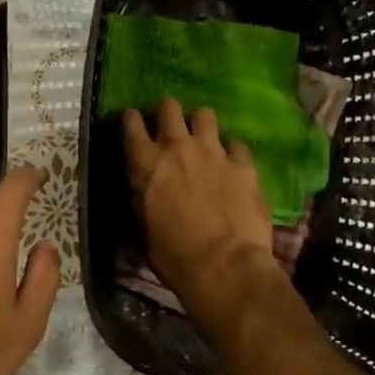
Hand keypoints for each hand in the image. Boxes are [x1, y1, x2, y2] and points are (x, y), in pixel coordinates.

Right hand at [123, 97, 272, 296]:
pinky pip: (237, 144)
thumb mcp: (143, 226)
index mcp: (146, 165)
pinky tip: (232, 160)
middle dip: (167, 110)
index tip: (132, 117)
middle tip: (169, 121)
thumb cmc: (173, 255)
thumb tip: (145, 192)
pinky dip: (231, 150)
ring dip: (200, 123)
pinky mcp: (244, 165)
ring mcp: (214, 153)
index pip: (131, 125)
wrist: (224, 265)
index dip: (131, 118)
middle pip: (169, 108)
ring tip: (202, 135)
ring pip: (205, 115)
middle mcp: (177, 148)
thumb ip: (144, 198)